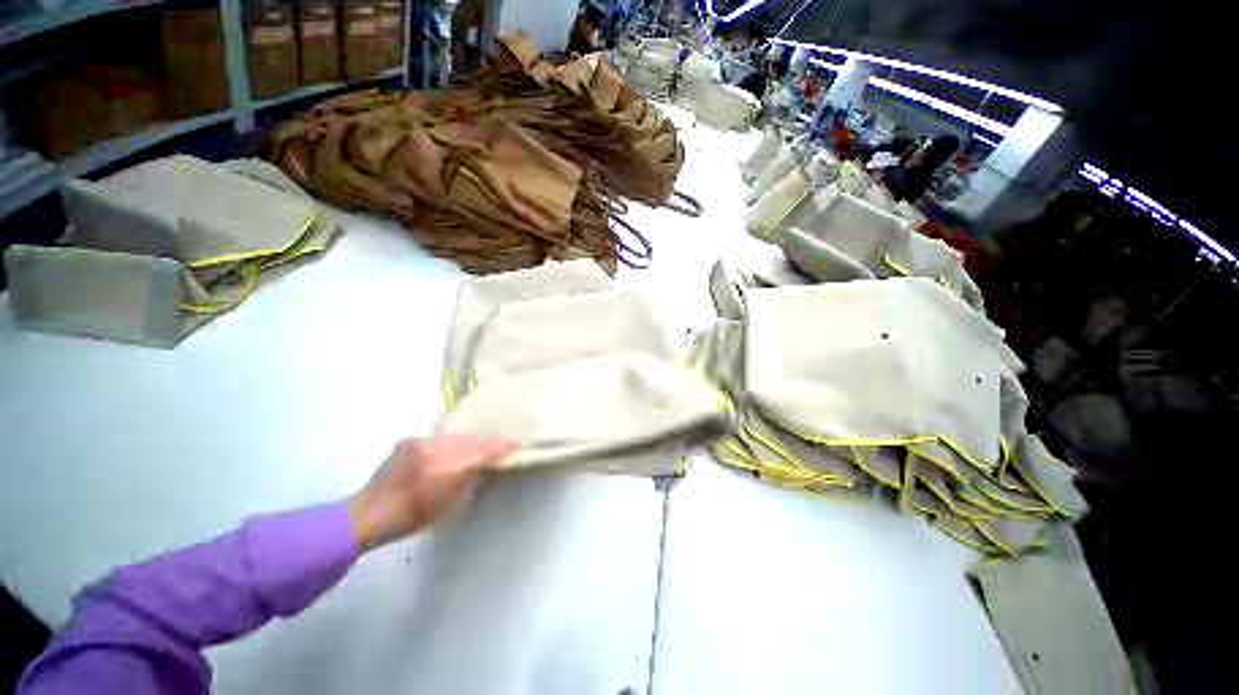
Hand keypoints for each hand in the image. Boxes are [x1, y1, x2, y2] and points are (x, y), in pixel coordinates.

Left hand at [349, 436, 518, 549]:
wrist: (368, 512)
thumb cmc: (412, 518)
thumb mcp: (450, 506)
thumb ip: (471, 481)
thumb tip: (487, 466)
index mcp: (446, 469)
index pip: (483, 452)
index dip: (501, 447)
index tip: (517, 444)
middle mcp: (435, 449)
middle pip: (471, 441)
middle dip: (487, 444)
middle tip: (500, 447)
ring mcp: (421, 442)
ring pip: (456, 437)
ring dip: (469, 443)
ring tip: (478, 449)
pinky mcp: (410, 439)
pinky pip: (440, 438)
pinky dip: (450, 443)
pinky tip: (451, 451)